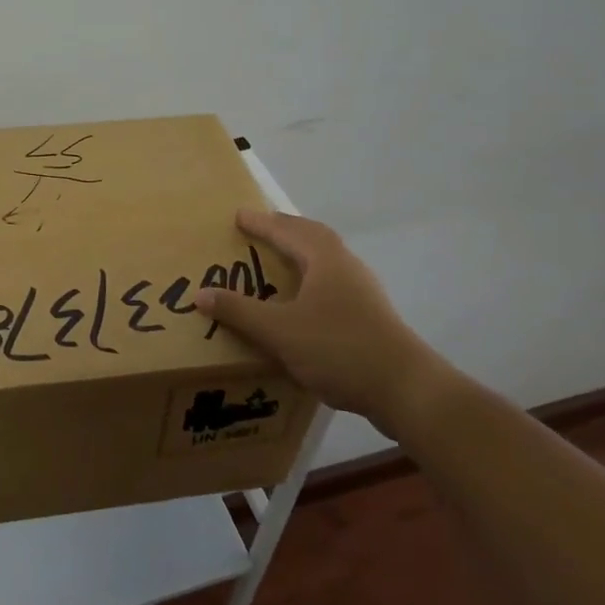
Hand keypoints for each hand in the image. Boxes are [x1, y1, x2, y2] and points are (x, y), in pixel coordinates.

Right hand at [195, 209, 457, 437]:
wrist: (405, 389)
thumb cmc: (338, 349)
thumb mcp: (279, 331)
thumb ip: (239, 311)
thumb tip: (200, 293)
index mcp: (324, 259)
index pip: (287, 230)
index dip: (261, 223)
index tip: (239, 215)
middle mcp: (346, 266)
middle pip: (313, 235)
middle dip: (285, 229)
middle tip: (260, 228)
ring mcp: (363, 290)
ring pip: (327, 258)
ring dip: (302, 251)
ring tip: (280, 259)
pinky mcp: (370, 315)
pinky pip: (334, 280)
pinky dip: (313, 276)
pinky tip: (305, 299)